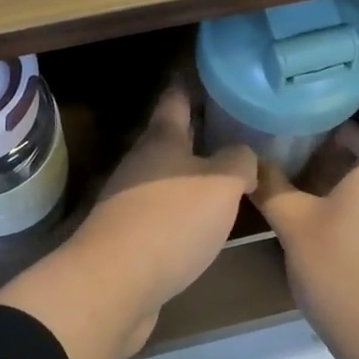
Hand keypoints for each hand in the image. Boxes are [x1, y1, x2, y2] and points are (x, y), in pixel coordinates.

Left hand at [73, 85, 257, 332]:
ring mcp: (131, 201)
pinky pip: (166, 213)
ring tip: (231, 176)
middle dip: (200, 134)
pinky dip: (187, 211)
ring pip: (169, 178)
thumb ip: (239, 161)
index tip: (210, 74)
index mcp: (161, 140)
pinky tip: (209, 222)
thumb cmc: (171, 221)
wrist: (115, 284)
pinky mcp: (131, 238)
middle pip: (172, 140)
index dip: (191, 84)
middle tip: (237, 130)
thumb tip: (243, 158)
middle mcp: (142, 164)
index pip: (176, 99)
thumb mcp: (221, 182)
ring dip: (195, 175)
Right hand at [251, 94, 358, 358]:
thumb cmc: (345, 270)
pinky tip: (308, 205)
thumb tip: (248, 163)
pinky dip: (342, 192)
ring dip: (339, 164)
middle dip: (342, 131)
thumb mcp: (296, 225)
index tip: (341, 88)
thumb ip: (272, 188)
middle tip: (302, 121)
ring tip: (296, 158)